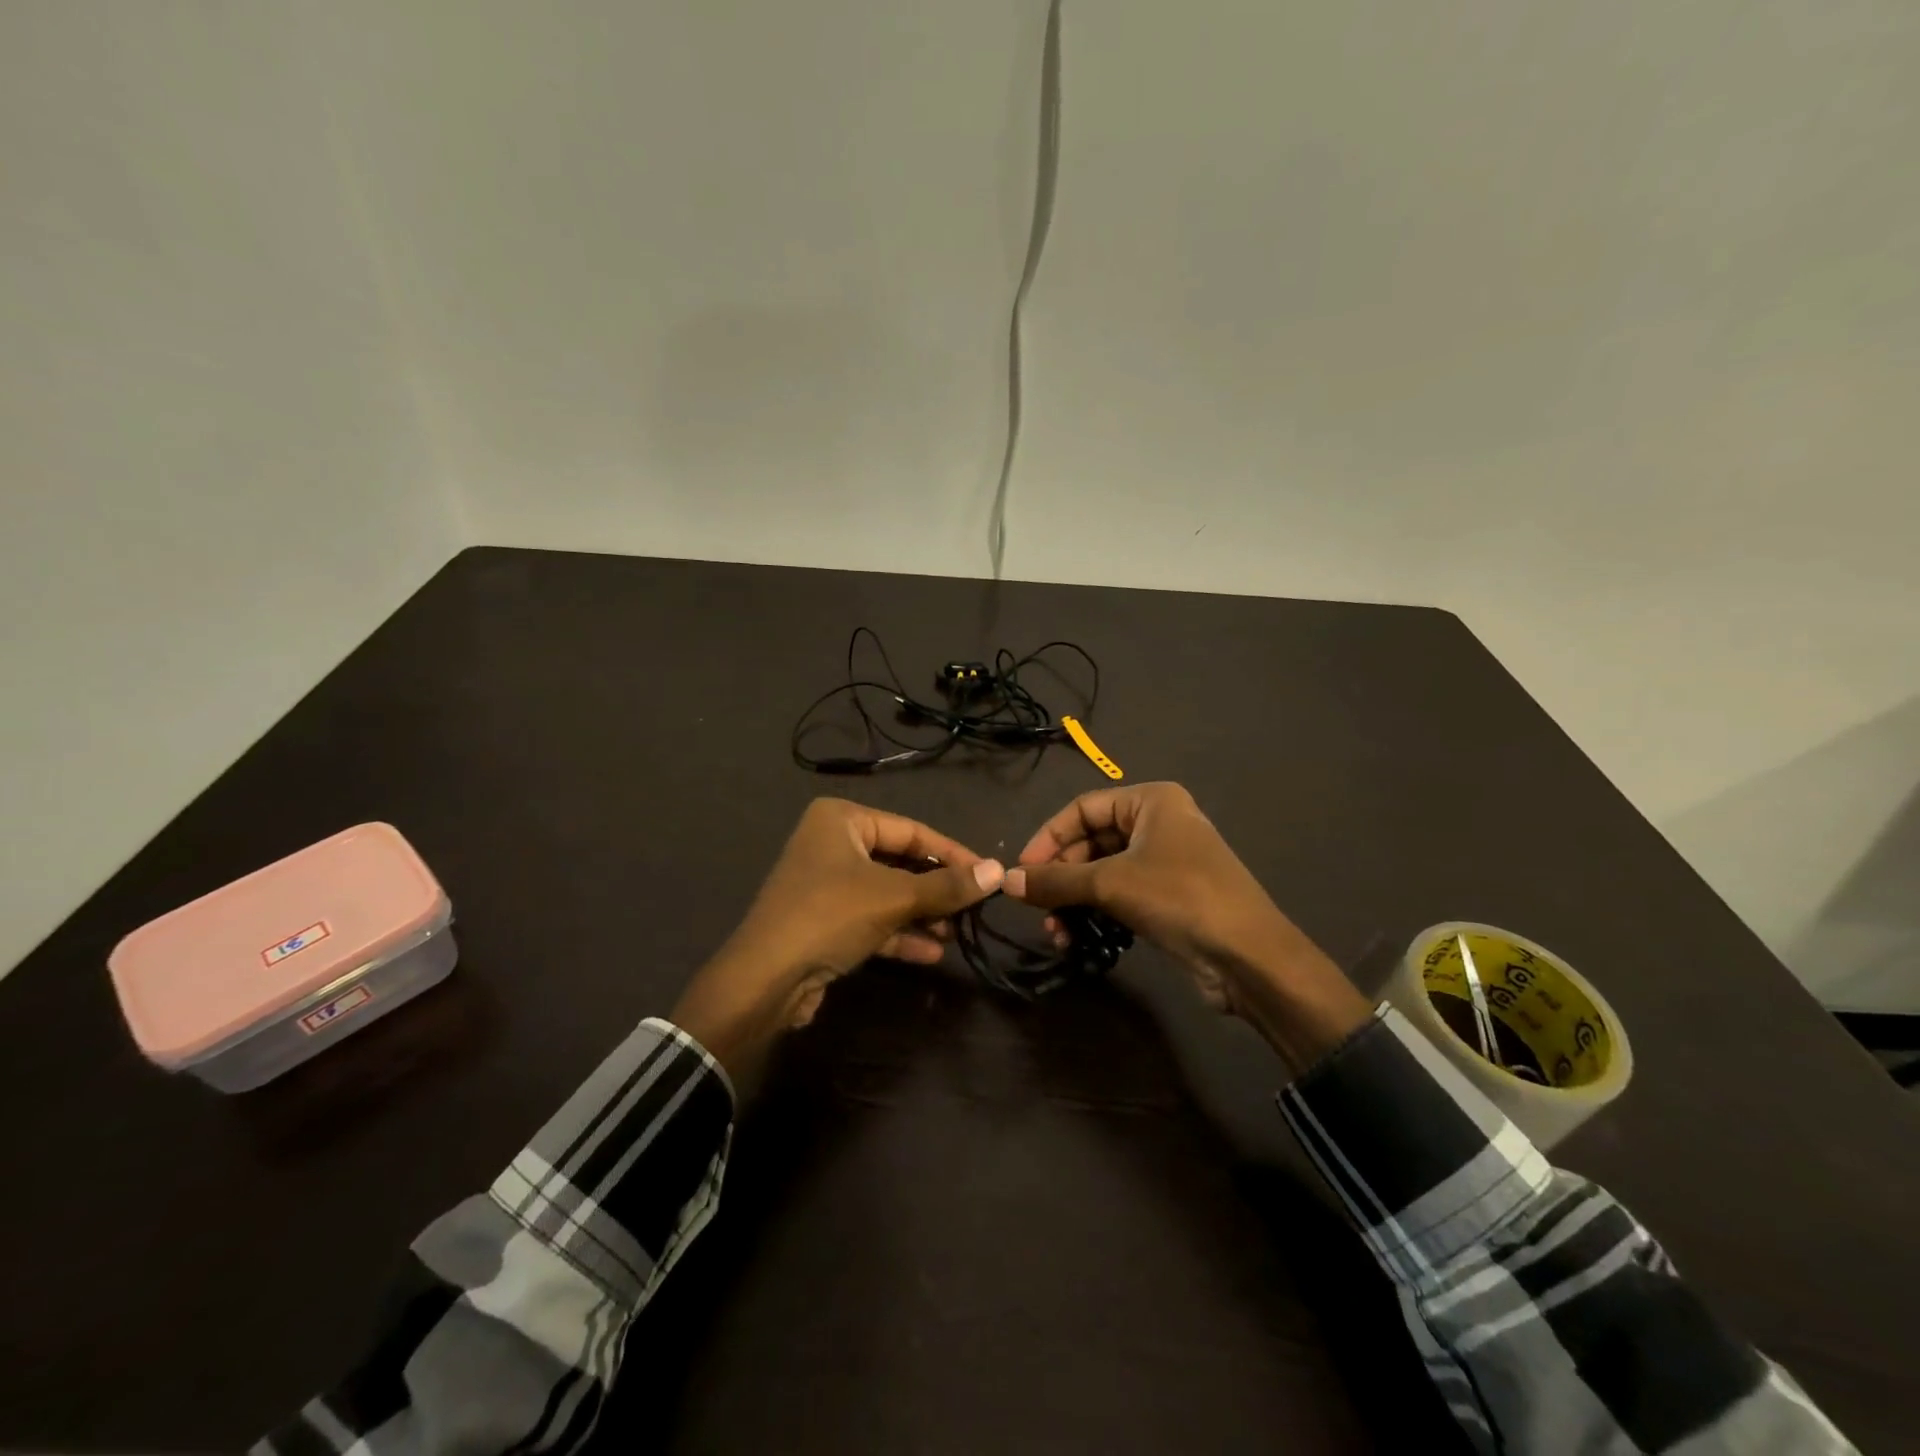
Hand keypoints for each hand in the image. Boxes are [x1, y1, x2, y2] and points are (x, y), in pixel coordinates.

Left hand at [671, 798, 1003, 1087]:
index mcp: (842, 820)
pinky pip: (871, 920)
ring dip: (921, 914)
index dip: (952, 854)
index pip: (912, 831)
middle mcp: (832, 844)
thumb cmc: (830, 915)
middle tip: (973, 907)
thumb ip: (947, 886)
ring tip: (955, 933)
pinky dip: (899, 933)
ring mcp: (826, 885)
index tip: (988, 875)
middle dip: (935, 889)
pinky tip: (931, 953)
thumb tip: (998, 871)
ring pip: (887, 894)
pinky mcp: (825, 922)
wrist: (764, 980)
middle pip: (900, 862)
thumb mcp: (894, 897)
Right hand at [1005, 782, 1370, 1071]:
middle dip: (1061, 877)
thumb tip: (1005, 881)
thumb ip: (1054, 881)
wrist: (1248, 957)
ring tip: (1055, 932)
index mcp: (1151, 800)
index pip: (1082, 808)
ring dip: (1074, 901)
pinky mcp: (1168, 898)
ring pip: (1103, 873)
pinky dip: (1095, 914)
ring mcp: (1165, 862)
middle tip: (1035, 906)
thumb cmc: (1179, 897)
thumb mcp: (1110, 883)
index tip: (1022, 871)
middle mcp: (1159, 823)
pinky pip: (1120, 897)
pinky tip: (1075, 940)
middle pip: (1091, 842)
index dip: (1048, 838)